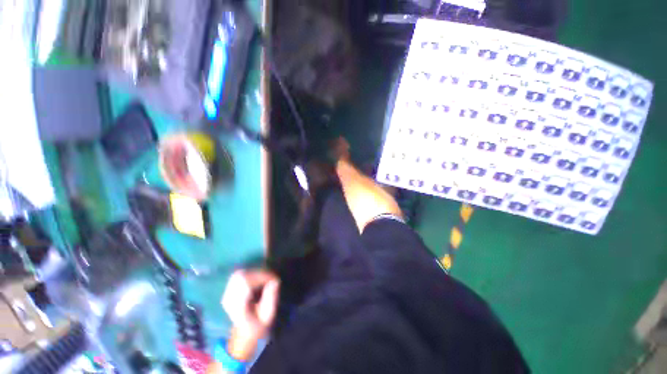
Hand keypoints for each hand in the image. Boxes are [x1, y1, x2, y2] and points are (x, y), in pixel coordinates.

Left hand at [221, 269, 279, 360]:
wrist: (242, 339)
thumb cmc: (257, 328)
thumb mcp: (267, 316)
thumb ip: (270, 298)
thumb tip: (275, 280)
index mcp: (237, 305)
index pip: (247, 281)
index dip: (262, 276)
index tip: (274, 279)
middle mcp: (229, 298)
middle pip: (243, 275)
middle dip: (259, 274)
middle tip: (271, 279)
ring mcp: (227, 295)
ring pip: (240, 274)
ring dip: (255, 273)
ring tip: (265, 279)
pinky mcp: (228, 292)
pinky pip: (239, 276)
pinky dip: (250, 275)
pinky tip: (257, 281)